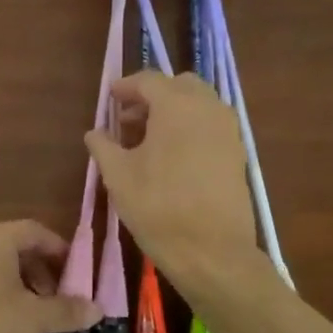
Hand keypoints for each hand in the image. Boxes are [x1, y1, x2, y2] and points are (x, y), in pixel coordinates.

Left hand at [0, 221, 100, 332]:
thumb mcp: (33, 320)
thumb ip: (67, 310)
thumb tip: (98, 309)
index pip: (36, 231)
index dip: (61, 251)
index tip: (79, 277)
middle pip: (16, 248)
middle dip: (43, 274)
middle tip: (59, 302)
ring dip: (22, 289)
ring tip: (37, 322)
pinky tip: (9, 330)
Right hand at [84, 72, 256, 280]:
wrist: (212, 251)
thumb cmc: (158, 208)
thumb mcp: (118, 176)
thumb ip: (103, 147)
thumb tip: (95, 132)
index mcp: (177, 106)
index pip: (148, 81)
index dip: (125, 87)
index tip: (110, 99)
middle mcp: (208, 108)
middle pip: (178, 86)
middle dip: (152, 96)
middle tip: (129, 120)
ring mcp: (228, 130)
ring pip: (198, 105)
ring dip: (173, 111)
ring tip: (148, 140)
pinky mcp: (237, 153)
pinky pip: (210, 125)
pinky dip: (190, 128)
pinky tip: (172, 157)